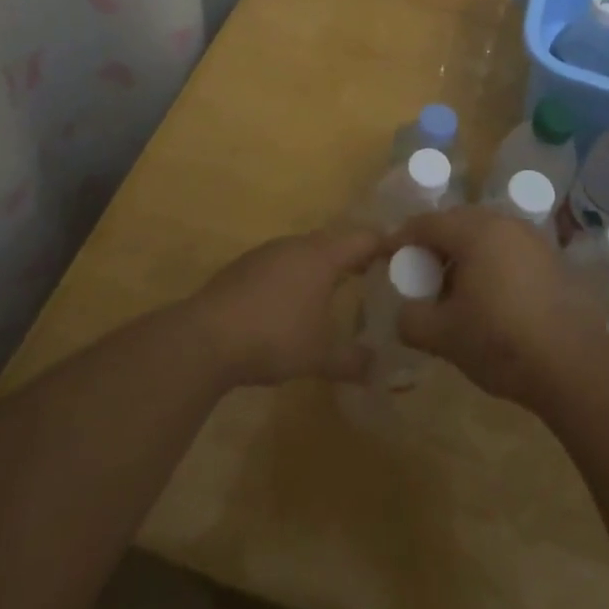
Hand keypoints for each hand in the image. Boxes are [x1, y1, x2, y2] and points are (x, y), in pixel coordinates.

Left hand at [187, 225, 379, 386]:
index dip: (386, 244)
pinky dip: (297, 276)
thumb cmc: (273, 337)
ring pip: (306, 250)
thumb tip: (380, 371)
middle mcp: (297, 245)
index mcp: (322, 256)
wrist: (204, 339)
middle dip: (356, 256)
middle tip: (376, 275)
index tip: (404, 256)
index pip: (364, 238)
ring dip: (324, 265)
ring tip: (338, 289)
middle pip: (335, 240)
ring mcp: (267, 253)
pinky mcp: (244, 268)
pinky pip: (282, 263)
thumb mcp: (320, 356)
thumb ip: (353, 361)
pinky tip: (293, 302)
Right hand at [387, 206, 605, 406]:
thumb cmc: (501, 341)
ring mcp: (533, 238)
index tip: (387, 258)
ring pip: (485, 236)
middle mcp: (505, 223)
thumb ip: (412, 320)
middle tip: (420, 276)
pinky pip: (509, 250)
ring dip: (464, 256)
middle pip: (457, 223)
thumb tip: (404, 314)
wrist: (574, 364)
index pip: (426, 223)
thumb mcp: (444, 336)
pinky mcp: (552, 259)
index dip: (401, 239)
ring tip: (454, 291)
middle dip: (434, 246)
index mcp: (475, 231)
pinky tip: (489, 299)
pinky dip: (491, 264)